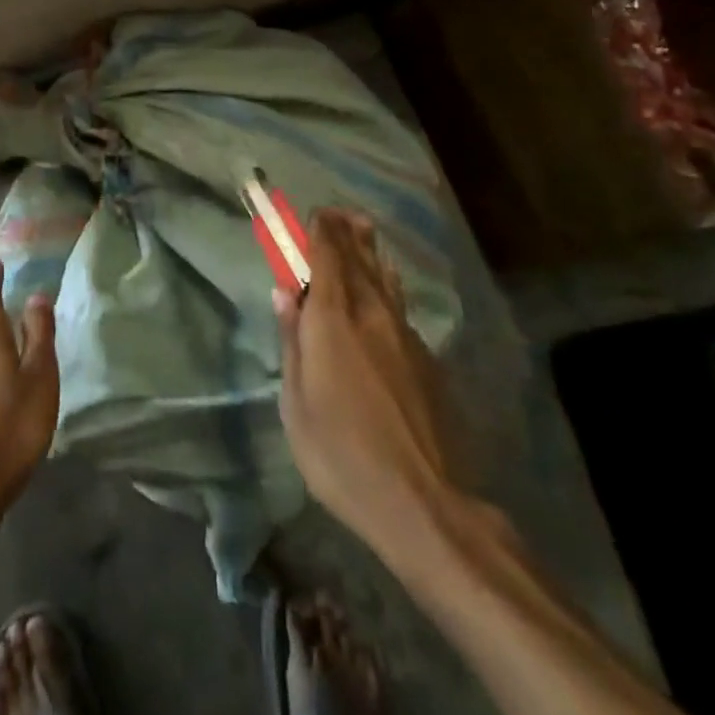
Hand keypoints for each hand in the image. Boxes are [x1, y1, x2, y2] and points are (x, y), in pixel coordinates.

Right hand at [273, 209, 461, 555]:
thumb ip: (292, 341)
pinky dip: (387, 285)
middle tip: (339, 211)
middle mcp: (371, 315)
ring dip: (370, 252)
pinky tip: (386, 289)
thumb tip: (287, 292)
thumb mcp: (295, 401)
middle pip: (359, 260)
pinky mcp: (427, 360)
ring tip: (364, 231)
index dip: (319, 231)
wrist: (422, 502)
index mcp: (333, 321)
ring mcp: (405, 336)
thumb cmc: (340, 454)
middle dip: (346, 233)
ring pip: (384, 280)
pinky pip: (400, 306)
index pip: (327, 258)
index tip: (313, 213)